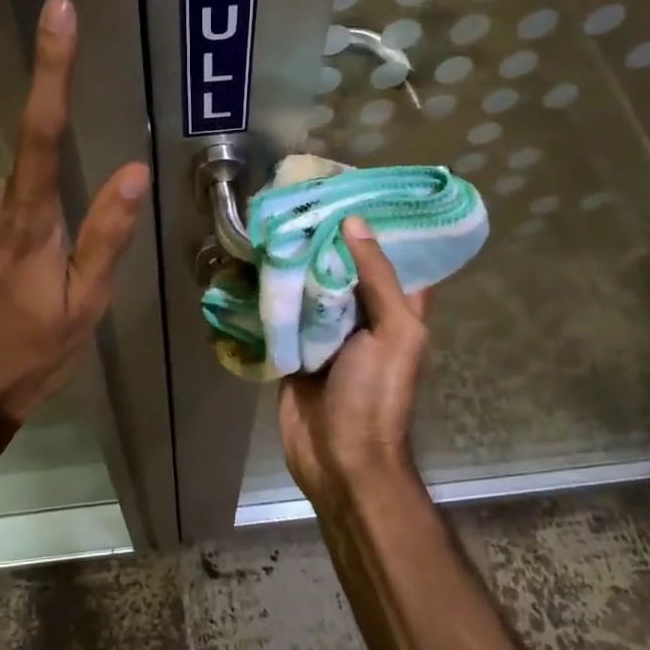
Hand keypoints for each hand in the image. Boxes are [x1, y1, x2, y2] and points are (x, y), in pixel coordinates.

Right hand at [278, 216, 429, 507]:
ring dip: (294, 260)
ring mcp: (326, 330)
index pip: (393, 256)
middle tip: (299, 198)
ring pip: (310, 285)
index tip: (354, 190)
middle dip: (325, 236)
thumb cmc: (377, 395)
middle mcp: (363, 313)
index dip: (379, 225)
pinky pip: (284, 311)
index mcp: (397, 308)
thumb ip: (378, 278)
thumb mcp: (394, 332)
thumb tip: (354, 223)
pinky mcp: (295, 345)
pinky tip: (252, 262)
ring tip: (272, 219)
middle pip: (344, 265)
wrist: (338, 459)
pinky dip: (271, 291)